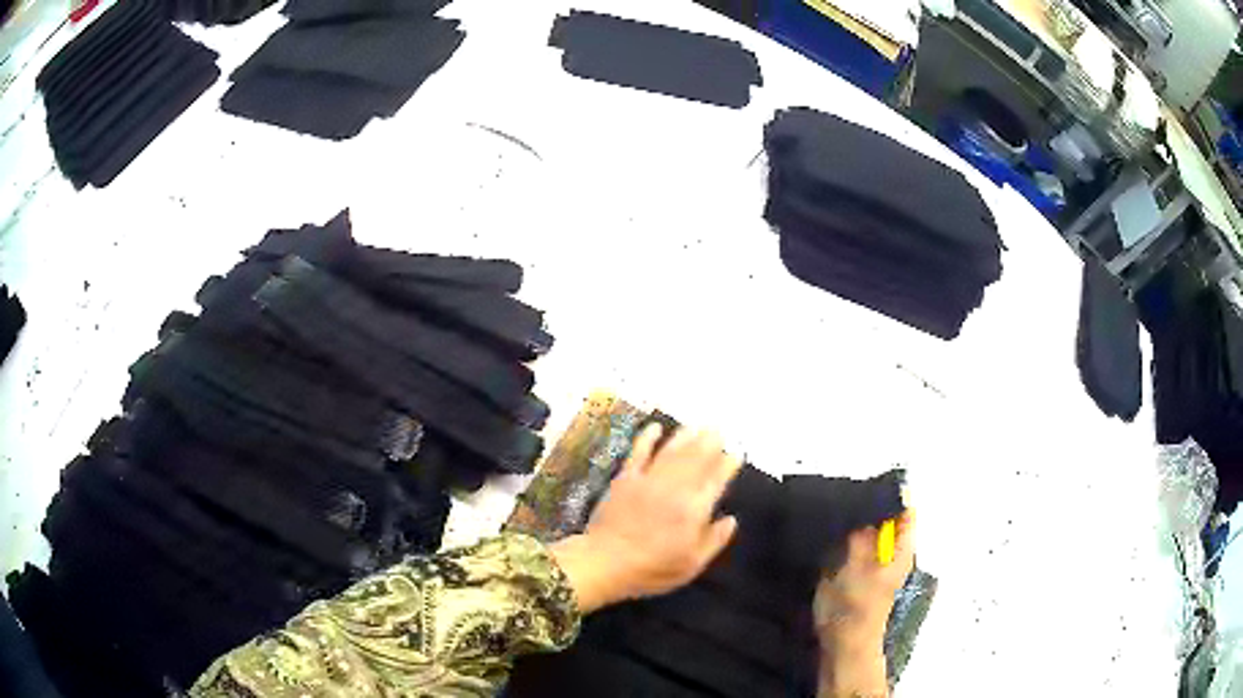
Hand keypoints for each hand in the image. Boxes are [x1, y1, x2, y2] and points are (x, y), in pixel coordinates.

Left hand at [550, 424, 741, 612]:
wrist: (604, 562)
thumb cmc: (652, 569)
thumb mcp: (691, 565)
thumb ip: (714, 541)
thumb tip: (731, 520)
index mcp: (694, 510)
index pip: (716, 480)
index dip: (727, 465)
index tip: (736, 455)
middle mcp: (675, 489)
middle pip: (696, 459)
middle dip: (710, 443)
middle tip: (719, 431)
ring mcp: (649, 481)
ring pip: (672, 451)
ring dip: (686, 436)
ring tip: (698, 426)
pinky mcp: (626, 479)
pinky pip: (639, 452)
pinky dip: (647, 438)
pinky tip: (655, 427)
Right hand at [814, 508, 915, 646]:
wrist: (842, 642)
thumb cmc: (855, 606)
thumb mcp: (856, 566)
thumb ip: (860, 535)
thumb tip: (864, 508)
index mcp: (901, 549)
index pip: (905, 510)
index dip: (890, 495)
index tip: (865, 485)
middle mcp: (891, 551)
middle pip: (885, 517)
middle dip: (866, 506)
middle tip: (841, 495)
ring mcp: (874, 562)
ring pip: (866, 530)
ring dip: (851, 522)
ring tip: (830, 510)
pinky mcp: (855, 572)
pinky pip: (851, 545)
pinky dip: (841, 537)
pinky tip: (824, 533)